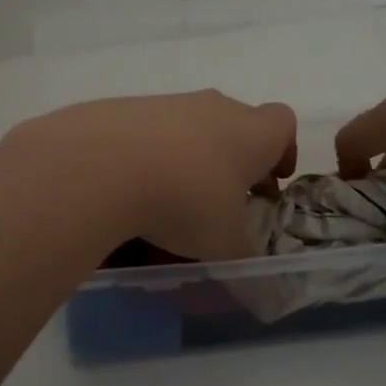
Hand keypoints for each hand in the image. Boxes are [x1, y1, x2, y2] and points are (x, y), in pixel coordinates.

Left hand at [0, 91, 297, 261]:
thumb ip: (244, 260)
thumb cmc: (186, 201)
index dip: (282, 151)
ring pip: (188, 130)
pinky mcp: (124, 109)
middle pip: (235, 125)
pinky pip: (147, 135)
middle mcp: (214, 108)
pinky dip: (147, 161)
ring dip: (188, 161)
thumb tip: (255, 280)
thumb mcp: (224, 245)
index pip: (283, 124)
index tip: (269, 183)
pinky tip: (130, 195)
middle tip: (222, 202)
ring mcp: (167, 104)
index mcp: (252, 132)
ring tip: (169, 205)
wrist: (102, 164)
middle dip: (233, 162)